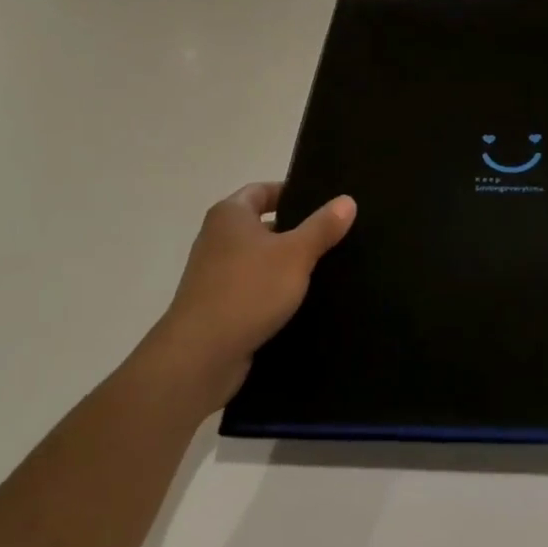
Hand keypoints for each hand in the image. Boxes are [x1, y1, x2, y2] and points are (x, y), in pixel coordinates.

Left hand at [141, 182, 356, 416]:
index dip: (291, 192)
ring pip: (259, 259)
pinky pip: (253, 288)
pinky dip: (274, 291)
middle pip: (262, 224)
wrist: (200, 356)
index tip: (323, 202)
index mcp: (230, 215)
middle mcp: (217, 238)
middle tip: (333, 234)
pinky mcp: (218, 306)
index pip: (262, 190)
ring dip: (286, 263)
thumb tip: (347, 201)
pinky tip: (302, 301)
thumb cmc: (248, 290)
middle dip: (295, 230)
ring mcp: (215, 274)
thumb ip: (322, 227)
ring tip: (326, 267)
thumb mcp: (295, 254)